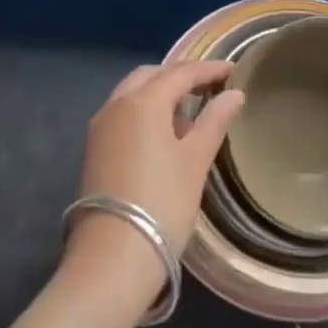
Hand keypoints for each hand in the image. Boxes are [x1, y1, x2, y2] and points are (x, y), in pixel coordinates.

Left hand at [64, 60, 244, 294]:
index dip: (208, 70)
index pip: (180, 73)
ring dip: (159, 93)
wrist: (112, 258)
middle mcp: (116, 104)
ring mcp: (100, 127)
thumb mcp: (195, 161)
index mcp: (143, 101)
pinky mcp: (94, 149)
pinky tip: (163, 133)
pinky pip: (122, 113)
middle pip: (151, 76)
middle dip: (179, 76)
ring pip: (132, 93)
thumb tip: (234, 94)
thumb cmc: (162, 203)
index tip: (233, 70)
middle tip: (208, 87)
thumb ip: (214, 121)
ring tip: (189, 111)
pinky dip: (144, 111)